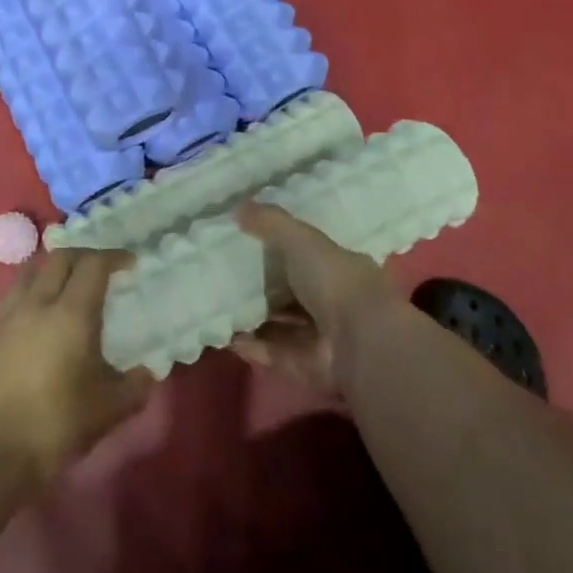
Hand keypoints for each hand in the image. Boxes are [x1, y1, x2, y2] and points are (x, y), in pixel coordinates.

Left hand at [0, 248, 152, 489]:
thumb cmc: (55, 425)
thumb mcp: (108, 410)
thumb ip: (134, 387)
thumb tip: (147, 373)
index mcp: (72, 313)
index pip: (93, 265)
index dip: (114, 257)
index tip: (130, 264)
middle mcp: (38, 304)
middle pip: (60, 258)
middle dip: (85, 255)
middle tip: (103, 269)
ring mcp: (9, 316)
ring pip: (31, 270)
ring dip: (54, 266)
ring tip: (69, 281)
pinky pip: (15, 293)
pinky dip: (33, 287)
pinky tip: (42, 310)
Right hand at [231, 202, 401, 392]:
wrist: (359, 343)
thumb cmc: (335, 281)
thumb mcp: (301, 239)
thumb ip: (270, 223)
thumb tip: (237, 206)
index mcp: (339, 269)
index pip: (308, 257)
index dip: (280, 251)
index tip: (246, 243)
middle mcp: (331, 303)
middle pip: (290, 293)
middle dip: (261, 287)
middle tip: (221, 275)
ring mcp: (318, 337)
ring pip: (278, 325)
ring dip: (251, 317)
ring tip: (213, 303)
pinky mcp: (302, 365)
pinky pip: (269, 352)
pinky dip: (247, 345)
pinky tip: (221, 333)